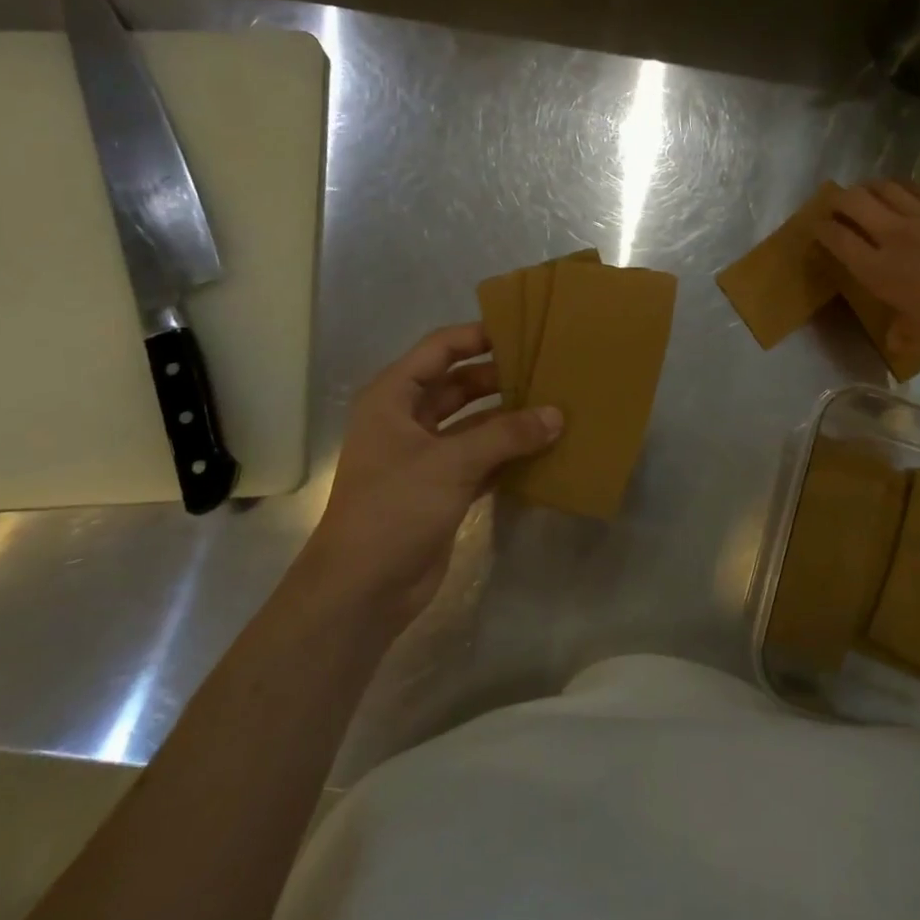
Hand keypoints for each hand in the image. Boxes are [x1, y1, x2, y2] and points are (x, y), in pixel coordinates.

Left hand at [309, 323, 560, 623]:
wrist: (362, 589)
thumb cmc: (395, 508)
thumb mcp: (451, 462)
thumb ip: (506, 435)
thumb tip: (557, 415)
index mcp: (393, 398)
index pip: (439, 349)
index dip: (477, 335)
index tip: (523, 330)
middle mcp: (408, 420)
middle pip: (460, 384)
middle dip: (501, 378)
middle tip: (549, 370)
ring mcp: (426, 456)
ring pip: (474, 423)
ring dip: (509, 418)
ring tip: (556, 406)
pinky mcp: (443, 488)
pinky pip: (482, 458)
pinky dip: (509, 453)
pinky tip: (545, 448)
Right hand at [815, 180, 919, 357]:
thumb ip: (902, 334)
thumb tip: (894, 342)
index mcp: (879, 271)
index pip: (838, 239)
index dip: (823, 229)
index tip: (819, 227)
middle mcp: (893, 237)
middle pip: (854, 203)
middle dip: (838, 200)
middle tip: (837, 204)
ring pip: (885, 188)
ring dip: (869, 188)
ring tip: (867, 192)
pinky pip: (919, 189)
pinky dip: (903, 188)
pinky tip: (903, 192)